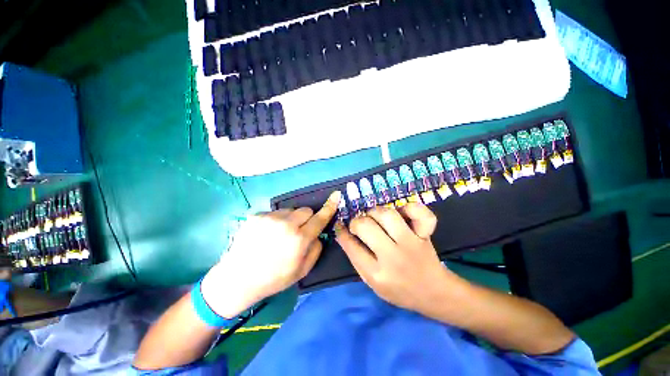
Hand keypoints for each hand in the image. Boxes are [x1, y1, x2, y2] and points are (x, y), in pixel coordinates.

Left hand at [201, 191, 340, 318]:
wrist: (238, 279)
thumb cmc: (274, 278)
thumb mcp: (303, 270)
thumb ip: (316, 249)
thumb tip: (318, 233)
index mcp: (299, 239)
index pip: (320, 218)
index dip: (330, 206)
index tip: (336, 195)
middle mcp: (286, 224)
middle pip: (306, 210)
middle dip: (307, 219)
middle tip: (299, 231)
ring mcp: (270, 218)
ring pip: (290, 210)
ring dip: (291, 219)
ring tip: (280, 233)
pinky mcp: (257, 215)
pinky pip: (275, 213)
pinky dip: (276, 220)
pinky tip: (267, 233)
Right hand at [336, 203, 465, 315]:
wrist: (433, 292)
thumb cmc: (399, 290)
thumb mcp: (372, 282)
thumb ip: (356, 259)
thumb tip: (343, 234)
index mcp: (377, 274)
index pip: (351, 246)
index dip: (342, 232)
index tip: (340, 225)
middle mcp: (393, 257)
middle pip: (366, 226)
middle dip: (356, 222)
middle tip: (358, 225)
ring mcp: (410, 243)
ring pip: (387, 215)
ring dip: (375, 212)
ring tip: (374, 217)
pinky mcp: (424, 234)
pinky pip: (417, 212)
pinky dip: (408, 207)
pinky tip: (401, 213)